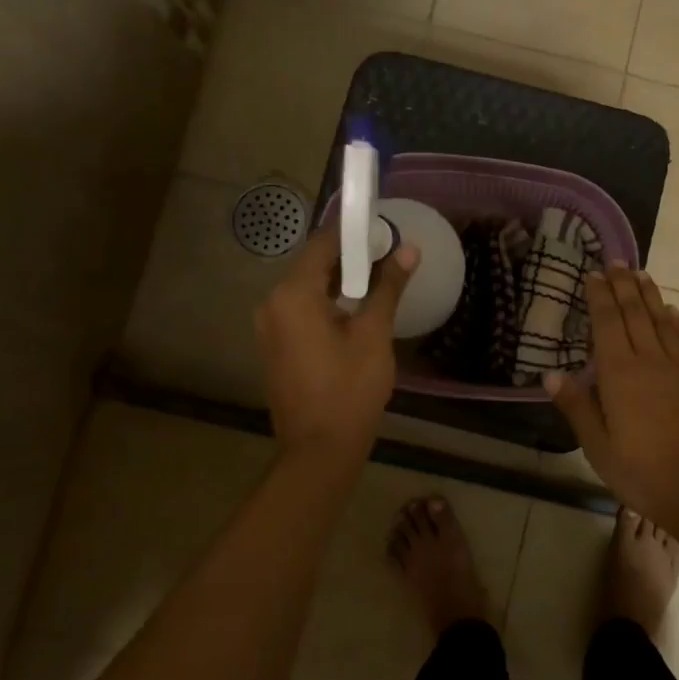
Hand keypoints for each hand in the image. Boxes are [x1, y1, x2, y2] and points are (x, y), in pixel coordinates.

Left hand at [256, 225, 416, 464]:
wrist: (319, 450)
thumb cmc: (350, 388)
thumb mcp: (374, 333)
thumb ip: (388, 286)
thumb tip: (408, 249)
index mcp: (292, 294)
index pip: (322, 244)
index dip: (353, 233)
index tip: (384, 229)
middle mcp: (272, 304)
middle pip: (312, 265)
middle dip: (350, 257)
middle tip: (388, 254)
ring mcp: (269, 327)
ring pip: (307, 289)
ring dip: (340, 281)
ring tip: (379, 280)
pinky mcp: (275, 346)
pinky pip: (301, 310)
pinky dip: (327, 303)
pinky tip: (355, 310)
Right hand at [544, 264, 678, 532]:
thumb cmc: (644, 474)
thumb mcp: (599, 448)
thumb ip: (578, 407)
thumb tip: (551, 374)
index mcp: (620, 374)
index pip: (607, 323)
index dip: (600, 296)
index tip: (594, 273)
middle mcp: (651, 361)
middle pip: (635, 313)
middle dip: (623, 285)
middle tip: (616, 261)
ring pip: (662, 321)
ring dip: (649, 295)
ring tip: (640, 274)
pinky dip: (676, 322)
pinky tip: (672, 312)